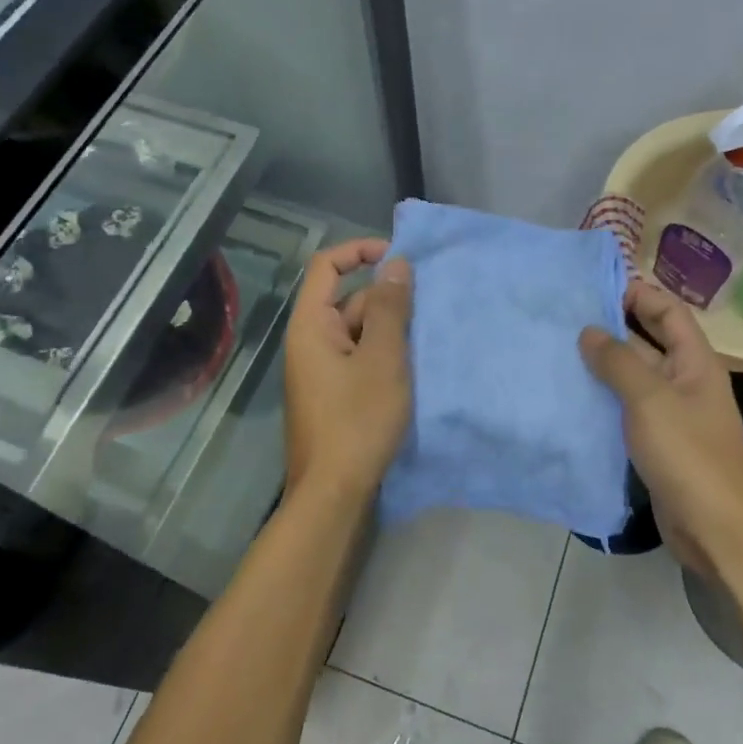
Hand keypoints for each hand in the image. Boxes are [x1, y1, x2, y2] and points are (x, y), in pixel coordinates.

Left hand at [283, 238, 413, 500]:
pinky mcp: (336, 393)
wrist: (334, 492)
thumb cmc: (357, 420)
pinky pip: (361, 358)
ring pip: (359, 331)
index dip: (361, 251)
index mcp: (311, 325)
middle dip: (387, 298)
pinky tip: (416, 366)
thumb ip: (389, 308)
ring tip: (431, 336)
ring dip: (391, 329)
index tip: (401, 258)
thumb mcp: (382, 359)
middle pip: (348, 299)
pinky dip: (385, 354)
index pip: (327, 266)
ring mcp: (323, 369)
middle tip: (431, 307)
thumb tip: (396, 263)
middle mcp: (311, 341)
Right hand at [579, 282, 742, 571]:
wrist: (714, 529)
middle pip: (650, 341)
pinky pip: (629, 408)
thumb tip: (589, 331)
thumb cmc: (687, 455)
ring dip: (605, 365)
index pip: (669, 312)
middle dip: (614, 328)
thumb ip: (618, 362)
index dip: (637, 295)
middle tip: (567, 320)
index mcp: (696, 362)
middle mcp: (686, 381)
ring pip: (636, 377)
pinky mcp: (659, 442)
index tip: (594, 290)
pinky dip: (606, 398)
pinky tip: (574, 396)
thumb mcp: (650, 400)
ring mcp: (673, 413)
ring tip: (561, 352)